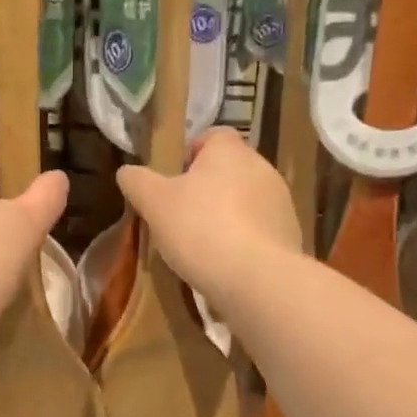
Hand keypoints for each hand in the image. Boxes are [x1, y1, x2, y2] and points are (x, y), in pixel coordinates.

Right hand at [116, 128, 300, 308]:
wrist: (257, 279)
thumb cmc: (200, 229)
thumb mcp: (154, 203)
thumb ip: (137, 182)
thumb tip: (126, 171)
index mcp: (230, 151)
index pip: (210, 137)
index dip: (188, 156)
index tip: (171, 184)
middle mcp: (262, 168)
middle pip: (228, 171)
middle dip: (206, 191)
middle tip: (180, 218)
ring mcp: (281, 202)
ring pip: (245, 202)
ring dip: (226, 217)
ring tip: (202, 248)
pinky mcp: (290, 235)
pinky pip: (259, 231)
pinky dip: (243, 242)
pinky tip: (226, 265)